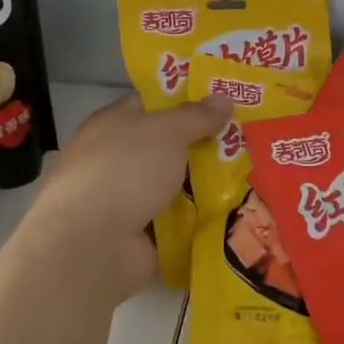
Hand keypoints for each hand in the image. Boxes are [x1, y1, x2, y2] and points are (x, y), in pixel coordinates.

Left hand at [26, 94, 231, 292]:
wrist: (92, 246)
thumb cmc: (125, 171)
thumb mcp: (166, 131)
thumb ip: (197, 116)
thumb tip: (224, 97)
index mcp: (113, 124)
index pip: (151, 105)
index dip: (186, 101)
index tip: (224, 104)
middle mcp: (116, 158)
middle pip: (168, 147)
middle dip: (204, 145)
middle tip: (248, 142)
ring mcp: (125, 199)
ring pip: (174, 185)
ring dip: (206, 185)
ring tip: (251, 177)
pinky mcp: (137, 235)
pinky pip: (176, 220)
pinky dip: (199, 218)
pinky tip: (233, 212)